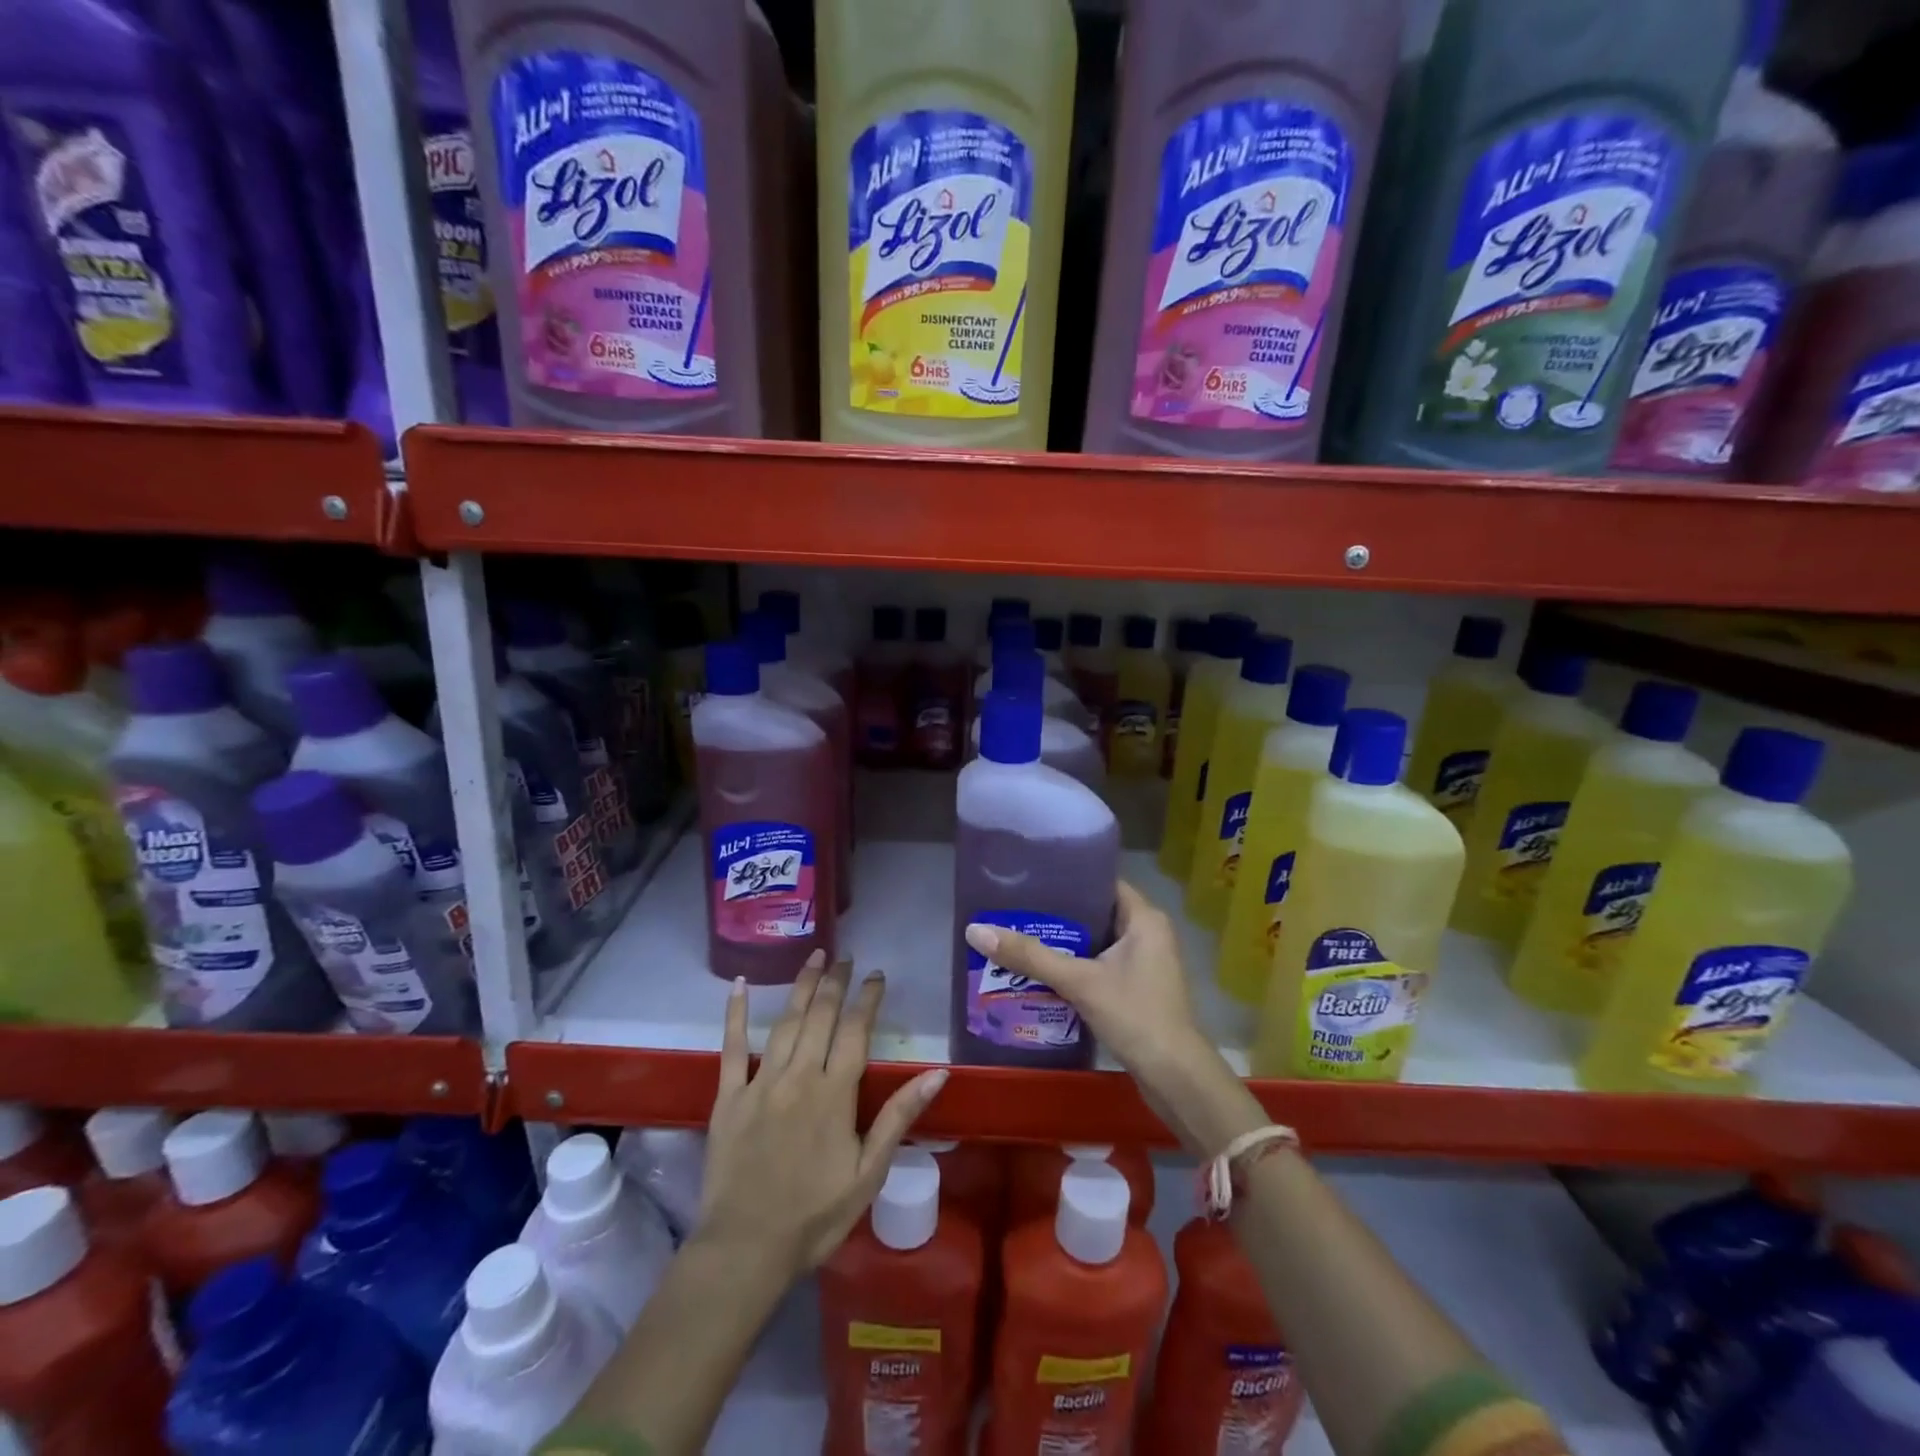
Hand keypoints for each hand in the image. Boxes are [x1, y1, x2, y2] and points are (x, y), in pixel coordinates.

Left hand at [697, 953, 948, 1281]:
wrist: (745, 1249)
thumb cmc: (815, 1215)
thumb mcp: (869, 1172)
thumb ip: (899, 1117)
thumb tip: (938, 1073)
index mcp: (834, 1093)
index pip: (855, 1031)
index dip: (867, 999)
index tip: (876, 975)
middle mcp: (799, 1077)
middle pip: (820, 1017)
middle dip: (835, 982)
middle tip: (845, 957)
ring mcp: (761, 1083)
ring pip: (785, 1023)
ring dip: (801, 987)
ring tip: (813, 958)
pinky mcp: (728, 1097)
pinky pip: (732, 1048)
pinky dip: (736, 1014)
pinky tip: (741, 986)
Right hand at [963, 882, 1262, 1155]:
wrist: (1176, 1079)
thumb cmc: (1135, 1016)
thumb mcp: (1079, 982)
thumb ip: (1030, 956)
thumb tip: (975, 930)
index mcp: (1144, 919)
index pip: (1101, 882)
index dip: (1067, 879)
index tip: (1029, 880)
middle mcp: (1147, 934)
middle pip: (1094, 913)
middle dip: (1056, 916)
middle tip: (1014, 910)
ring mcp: (1144, 964)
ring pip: (1095, 943)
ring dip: (1062, 945)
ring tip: (1017, 938)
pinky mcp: (1136, 990)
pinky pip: (1099, 967)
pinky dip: (1073, 968)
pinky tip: (1039, 974)